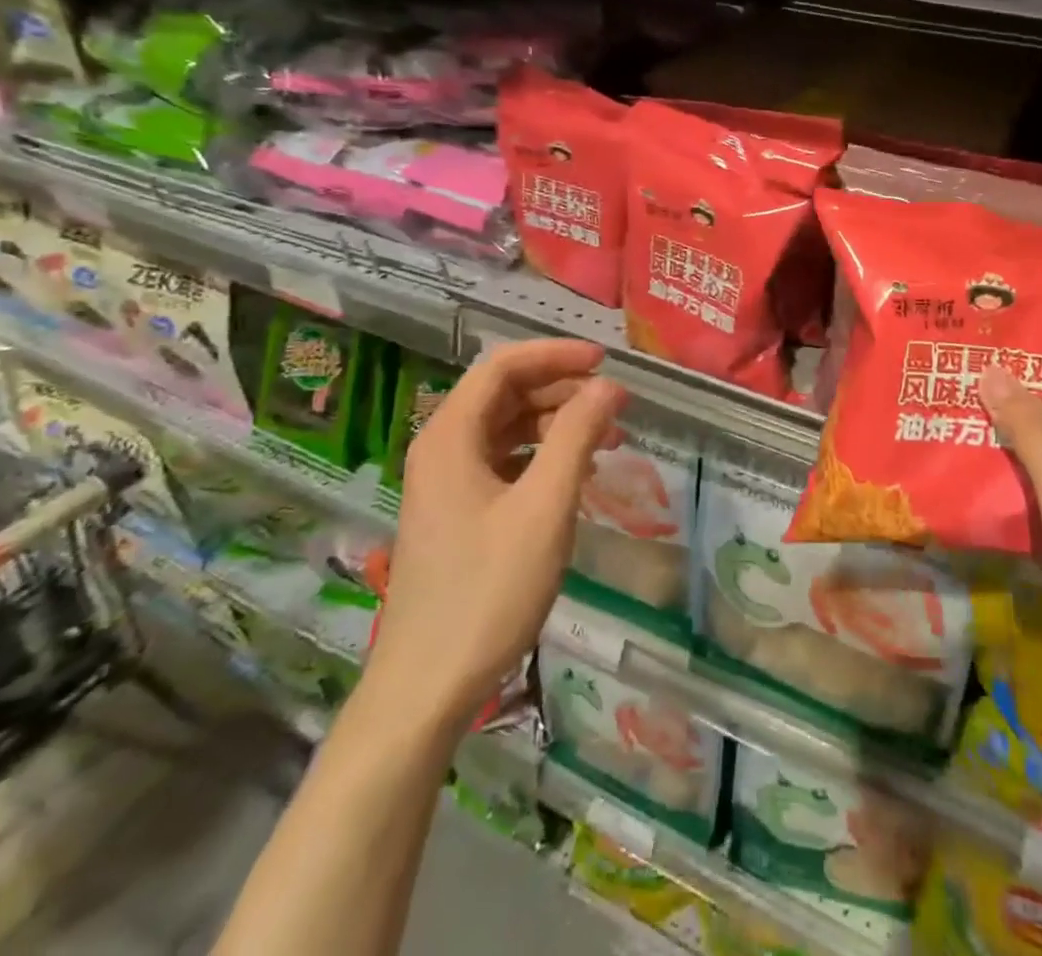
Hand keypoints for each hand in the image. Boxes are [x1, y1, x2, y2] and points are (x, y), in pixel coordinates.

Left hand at [369, 339, 624, 717]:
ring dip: (555, 423)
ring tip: (606, 437)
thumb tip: (608, 386)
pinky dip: (541, 456)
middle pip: (503, 394)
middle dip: (561, 389)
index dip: (554, 354)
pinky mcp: (457, 514)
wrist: (427, 687)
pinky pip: (503, 462)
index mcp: (450, 437)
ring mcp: (446, 484)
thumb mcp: (544, 507)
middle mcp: (441, 449)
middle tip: (614, 404)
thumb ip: (577, 436)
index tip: (605, 361)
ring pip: (505, 429)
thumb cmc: (488, 590)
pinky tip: (574, 473)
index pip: (502, 366)